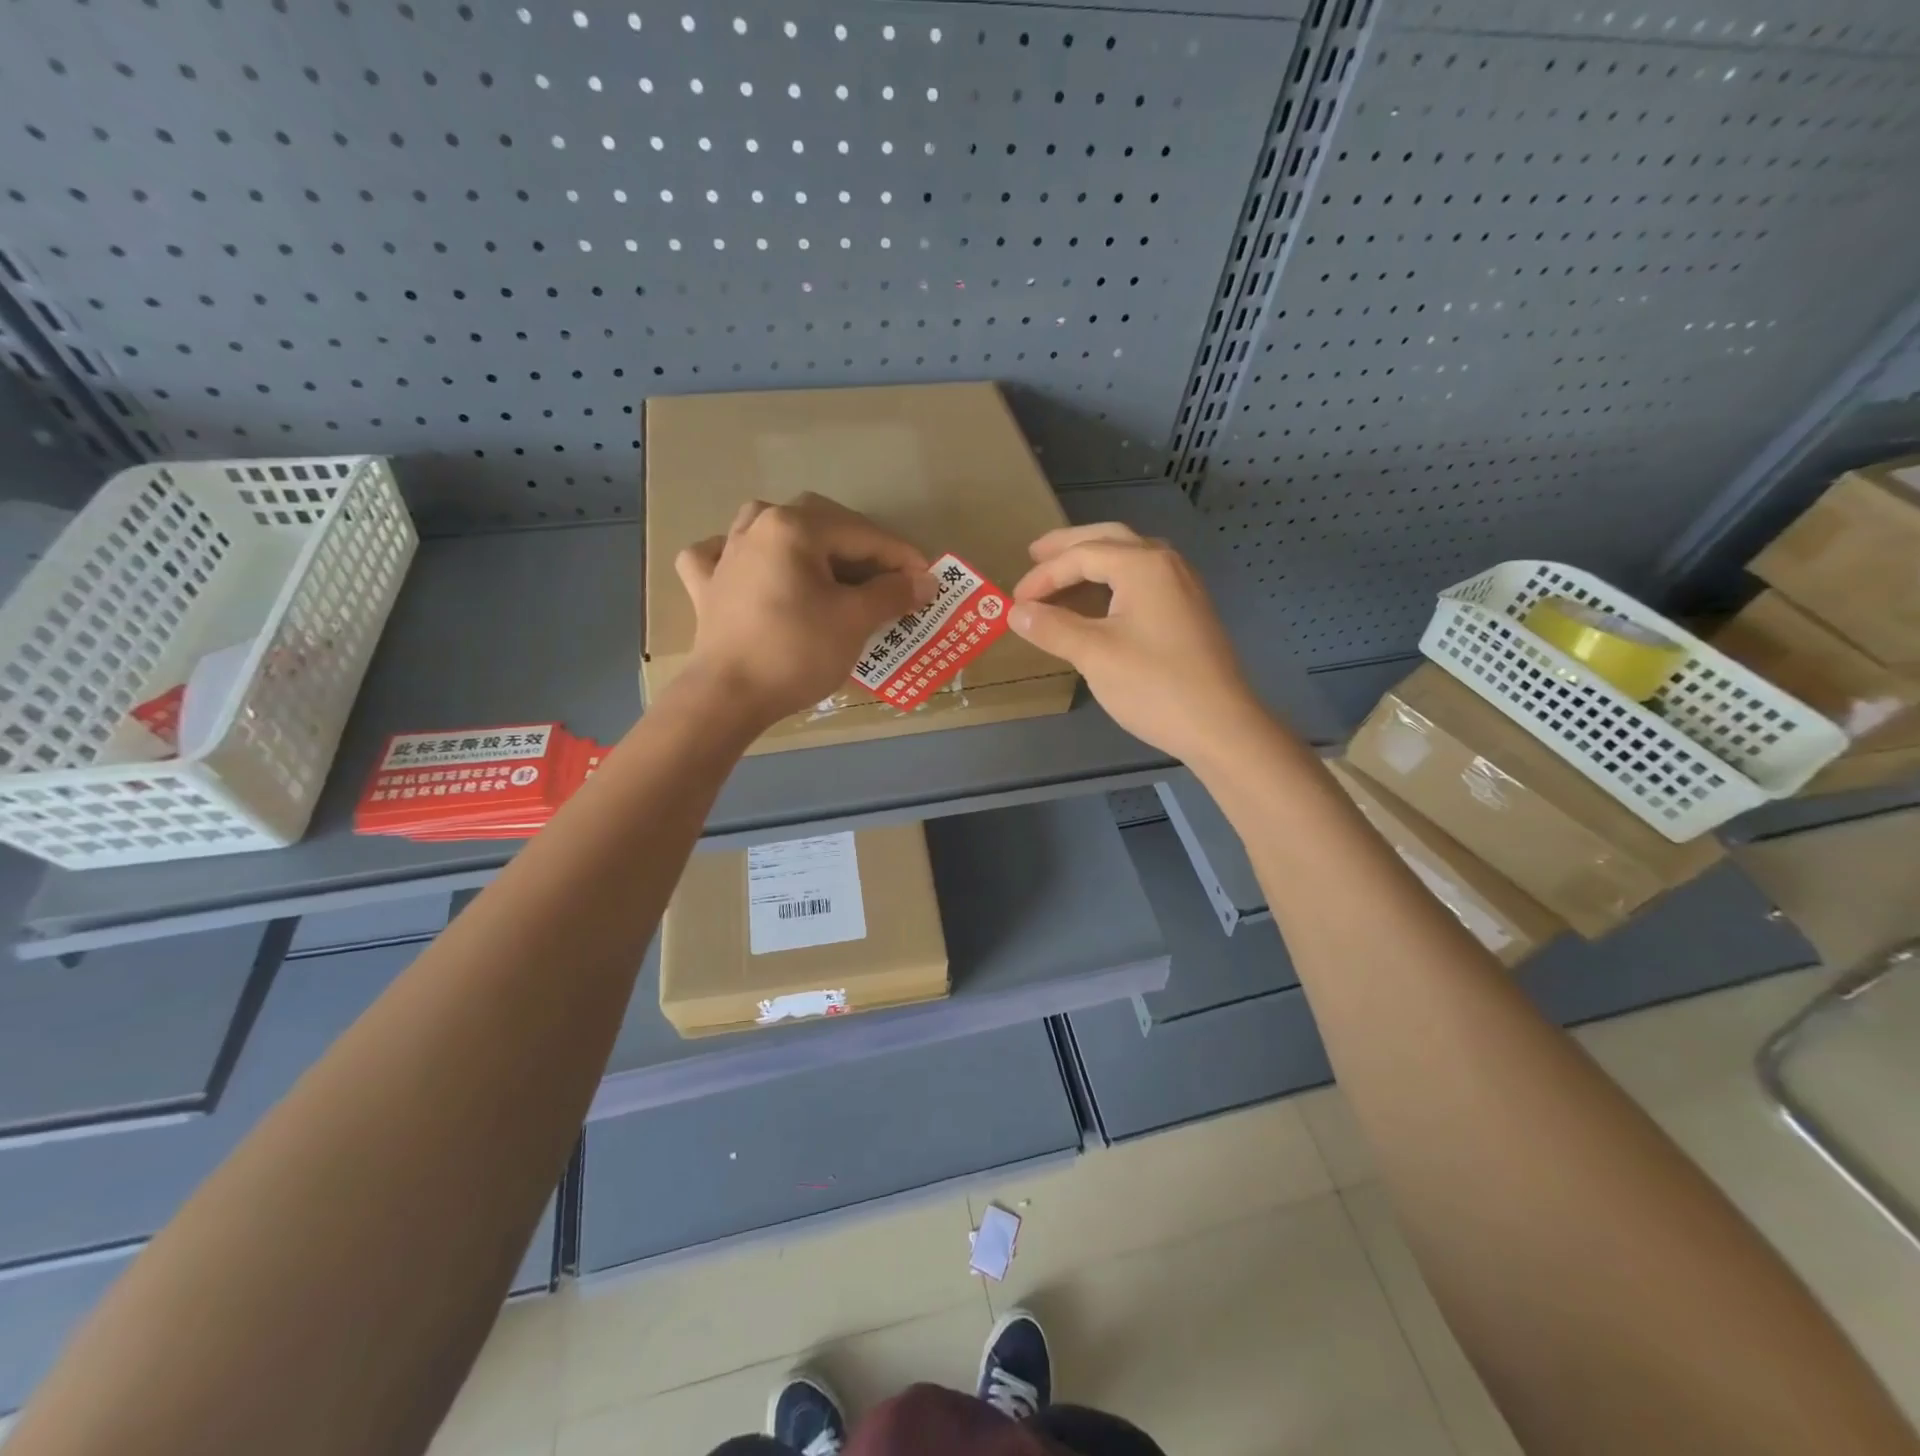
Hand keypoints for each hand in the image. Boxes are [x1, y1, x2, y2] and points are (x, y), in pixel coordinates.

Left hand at [674, 493, 935, 725]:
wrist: (728, 697)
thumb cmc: (797, 652)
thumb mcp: (854, 621)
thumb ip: (892, 593)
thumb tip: (924, 581)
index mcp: (794, 527)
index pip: (863, 535)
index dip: (901, 557)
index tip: (928, 581)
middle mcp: (757, 527)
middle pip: (820, 523)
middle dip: (859, 548)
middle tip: (887, 580)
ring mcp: (725, 555)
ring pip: (770, 529)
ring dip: (803, 541)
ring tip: (825, 565)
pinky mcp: (707, 586)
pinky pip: (722, 556)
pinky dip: (742, 558)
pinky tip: (751, 569)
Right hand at [1007, 523, 1260, 761]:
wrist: (1220, 725)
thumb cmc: (1153, 685)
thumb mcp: (1094, 655)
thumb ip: (1052, 627)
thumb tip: (1016, 612)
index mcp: (1143, 565)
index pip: (1082, 555)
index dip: (1043, 576)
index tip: (1015, 601)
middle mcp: (1166, 564)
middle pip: (1110, 539)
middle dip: (1069, 546)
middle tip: (1035, 553)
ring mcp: (1183, 587)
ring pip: (1130, 557)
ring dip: (1094, 560)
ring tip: (1063, 572)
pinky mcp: (1188, 611)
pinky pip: (1144, 579)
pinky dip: (1114, 581)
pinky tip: (1101, 601)